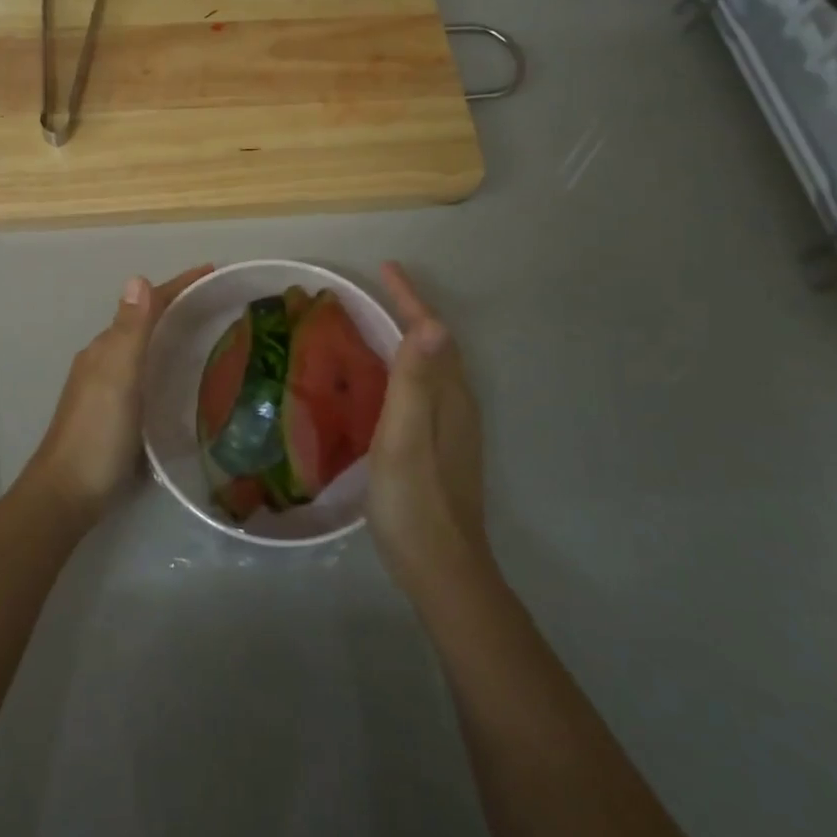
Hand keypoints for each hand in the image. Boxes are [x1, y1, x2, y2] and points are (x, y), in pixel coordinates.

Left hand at [25, 265, 213, 520]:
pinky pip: (146, 376)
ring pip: (145, 350)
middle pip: (146, 323)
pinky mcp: (116, 415)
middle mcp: (105, 361)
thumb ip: (130, 331)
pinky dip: (167, 365)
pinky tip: (185, 381)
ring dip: (173, 336)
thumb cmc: (96, 434)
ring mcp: (107, 389)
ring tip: (211, 336)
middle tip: (221, 305)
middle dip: (180, 307)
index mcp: (106, 348)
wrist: (67, 495)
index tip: (214, 272)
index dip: (178, 286)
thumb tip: (137, 277)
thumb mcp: (117, 377)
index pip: (146, 304)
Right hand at [366, 262, 487, 593]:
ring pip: (433, 367)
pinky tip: (386, 382)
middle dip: (411, 311)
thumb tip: (432, 325)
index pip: (432, 333)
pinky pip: (426, 388)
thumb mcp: (405, 438)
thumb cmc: (415, 501)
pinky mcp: (443, 447)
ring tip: (378, 324)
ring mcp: (453, 428)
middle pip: (437, 345)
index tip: (386, 268)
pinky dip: (408, 367)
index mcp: (449, 397)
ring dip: (411, 338)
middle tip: (379, 290)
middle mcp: (457, 405)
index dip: (409, 299)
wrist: (442, 568)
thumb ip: (415, 382)